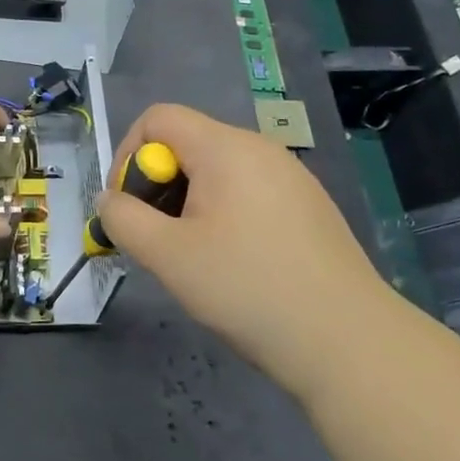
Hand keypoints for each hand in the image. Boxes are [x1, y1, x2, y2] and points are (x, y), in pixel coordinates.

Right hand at [97, 103, 390, 394]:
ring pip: (217, 171)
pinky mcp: (309, 206)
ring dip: (189, 203)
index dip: (128, 155)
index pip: (158, 118)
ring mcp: (290, 176)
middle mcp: (260, 148)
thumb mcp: (169, 256)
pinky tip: (236, 265)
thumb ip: (124, 219)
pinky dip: (224, 214)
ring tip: (194, 257)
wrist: (349, 342)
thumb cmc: (248, 289)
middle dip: (159, 185)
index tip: (129, 207)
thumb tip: (110, 200)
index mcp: (226, 147)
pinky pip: (248, 191)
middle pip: (188, 143)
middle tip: (158, 240)